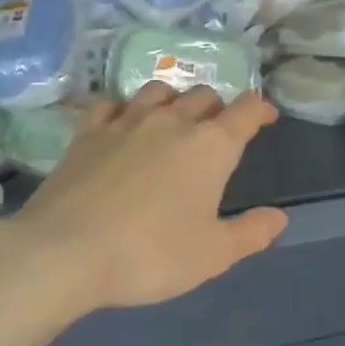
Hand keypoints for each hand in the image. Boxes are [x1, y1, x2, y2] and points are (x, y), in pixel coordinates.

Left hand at [3, 83, 287, 311]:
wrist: (65, 252)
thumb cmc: (151, 254)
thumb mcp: (213, 255)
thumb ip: (251, 232)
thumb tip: (279, 217)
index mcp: (210, 146)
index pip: (247, 111)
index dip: (261, 110)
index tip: (266, 118)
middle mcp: (172, 121)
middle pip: (204, 95)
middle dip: (218, 108)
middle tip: (218, 132)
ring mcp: (126, 121)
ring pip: (159, 91)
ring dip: (174, 101)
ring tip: (174, 120)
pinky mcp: (87, 132)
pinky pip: (111, 103)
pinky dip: (124, 107)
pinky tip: (122, 122)